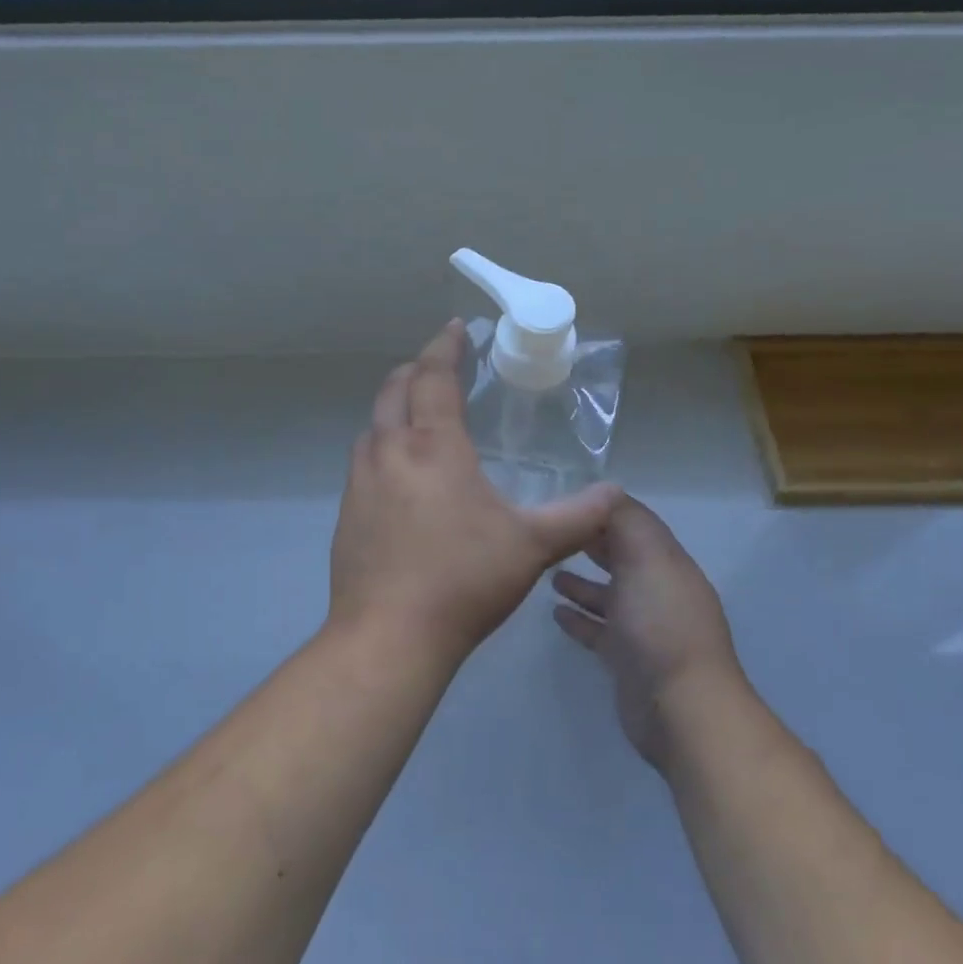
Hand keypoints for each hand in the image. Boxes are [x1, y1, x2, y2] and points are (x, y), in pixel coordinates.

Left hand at [329, 321, 621, 666]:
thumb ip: (577, 516)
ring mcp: (360, 481)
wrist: (388, 636)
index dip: (446, 347)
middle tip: (439, 366)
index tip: (456, 328)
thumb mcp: (531, 546)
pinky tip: (400, 475)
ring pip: (374, 424)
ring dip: (395, 407)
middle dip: (417, 369)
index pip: (435, 376)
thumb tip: (615, 493)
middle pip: (395, 389)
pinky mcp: (347, 511)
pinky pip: (364, 460)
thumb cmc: (463, 580)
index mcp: (433, 446)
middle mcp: (389, 451)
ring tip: (419, 415)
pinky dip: (382, 445)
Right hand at [552, 497, 744, 772]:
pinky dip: (579, 617)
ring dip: (581, 582)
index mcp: (665, 561)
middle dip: (589, 542)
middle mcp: (656, 588)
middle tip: (549, 532)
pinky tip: (555, 612)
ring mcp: (642, 626)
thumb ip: (626, 521)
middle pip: (620, 556)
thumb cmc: (660, 623)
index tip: (564, 500)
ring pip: (607, 593)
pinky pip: (598, 629)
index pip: (632, 523)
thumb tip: (605, 494)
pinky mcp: (626, 658)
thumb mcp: (646, 557)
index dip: (601, 510)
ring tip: (546, 572)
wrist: (681, 708)